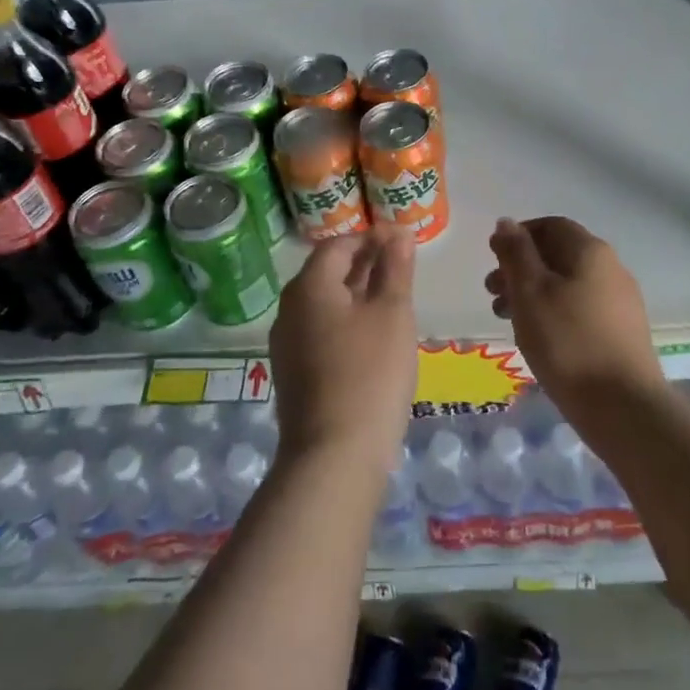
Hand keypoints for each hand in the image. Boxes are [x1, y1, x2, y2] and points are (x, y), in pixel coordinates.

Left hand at [269, 223, 417, 470]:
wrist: (334, 455)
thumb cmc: (370, 372)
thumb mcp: (392, 313)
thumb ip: (395, 269)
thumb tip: (398, 234)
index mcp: (309, 287)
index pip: (338, 245)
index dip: (371, 237)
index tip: (402, 240)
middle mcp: (289, 310)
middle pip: (327, 273)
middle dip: (363, 263)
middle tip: (401, 266)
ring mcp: (287, 344)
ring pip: (324, 304)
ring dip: (356, 293)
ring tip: (391, 297)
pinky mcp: (294, 373)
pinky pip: (320, 331)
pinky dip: (346, 321)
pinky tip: (372, 336)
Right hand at [486, 216, 664, 410]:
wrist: (623, 406)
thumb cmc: (567, 342)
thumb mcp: (530, 292)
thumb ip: (515, 254)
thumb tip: (506, 222)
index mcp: (590, 251)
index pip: (550, 225)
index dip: (518, 236)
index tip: (492, 257)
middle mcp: (611, 268)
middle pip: (559, 255)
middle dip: (521, 268)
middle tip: (492, 293)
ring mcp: (620, 301)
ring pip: (568, 284)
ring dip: (534, 294)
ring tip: (507, 320)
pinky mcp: (622, 331)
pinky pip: (581, 308)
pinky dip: (554, 313)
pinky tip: (539, 338)